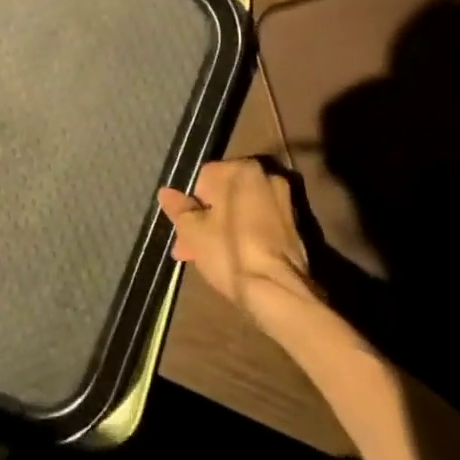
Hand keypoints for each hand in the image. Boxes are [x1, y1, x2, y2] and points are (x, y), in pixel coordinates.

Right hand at [157, 158, 320, 337]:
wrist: (278, 290)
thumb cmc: (230, 253)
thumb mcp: (193, 232)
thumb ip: (178, 209)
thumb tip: (165, 192)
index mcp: (241, 169)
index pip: (204, 177)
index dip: (189, 205)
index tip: (182, 231)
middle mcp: (265, 176)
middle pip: (224, 194)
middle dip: (205, 219)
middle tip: (189, 248)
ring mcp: (283, 200)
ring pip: (241, 210)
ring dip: (222, 228)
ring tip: (206, 259)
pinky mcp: (294, 224)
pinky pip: (258, 223)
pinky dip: (244, 235)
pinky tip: (232, 259)